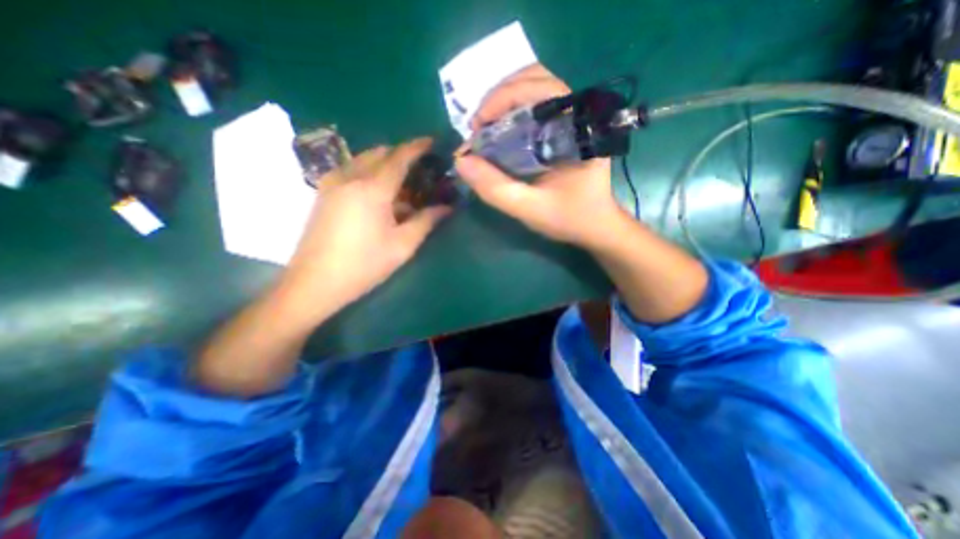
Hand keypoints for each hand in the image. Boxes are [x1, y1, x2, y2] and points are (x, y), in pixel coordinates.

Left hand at [281, 139, 451, 320]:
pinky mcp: (323, 193)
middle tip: (421, 168)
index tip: (433, 142)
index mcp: (372, 188)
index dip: (417, 147)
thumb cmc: (364, 265)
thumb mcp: (402, 245)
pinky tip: (378, 192)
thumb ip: (426, 221)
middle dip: (401, 154)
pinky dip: (369, 171)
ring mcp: (332, 183)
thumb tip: (447, 207)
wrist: (314, 283)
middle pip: (380, 153)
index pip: (399, 157)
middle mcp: (350, 177)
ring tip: (402, 181)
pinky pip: (351, 170)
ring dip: (385, 163)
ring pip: (363, 159)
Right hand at [455, 64, 627, 248]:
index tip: (477, 127)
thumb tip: (461, 161)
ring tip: (486, 128)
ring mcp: (573, 116)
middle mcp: (578, 113)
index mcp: (576, 129)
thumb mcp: (529, 209)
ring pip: (535, 86)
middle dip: (498, 98)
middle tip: (478, 128)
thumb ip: (495, 188)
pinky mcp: (567, 125)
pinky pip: (537, 102)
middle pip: (534, 78)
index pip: (539, 88)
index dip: (501, 99)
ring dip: (504, 101)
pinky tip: (501, 130)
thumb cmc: (568, 218)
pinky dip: (512, 108)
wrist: (595, 225)